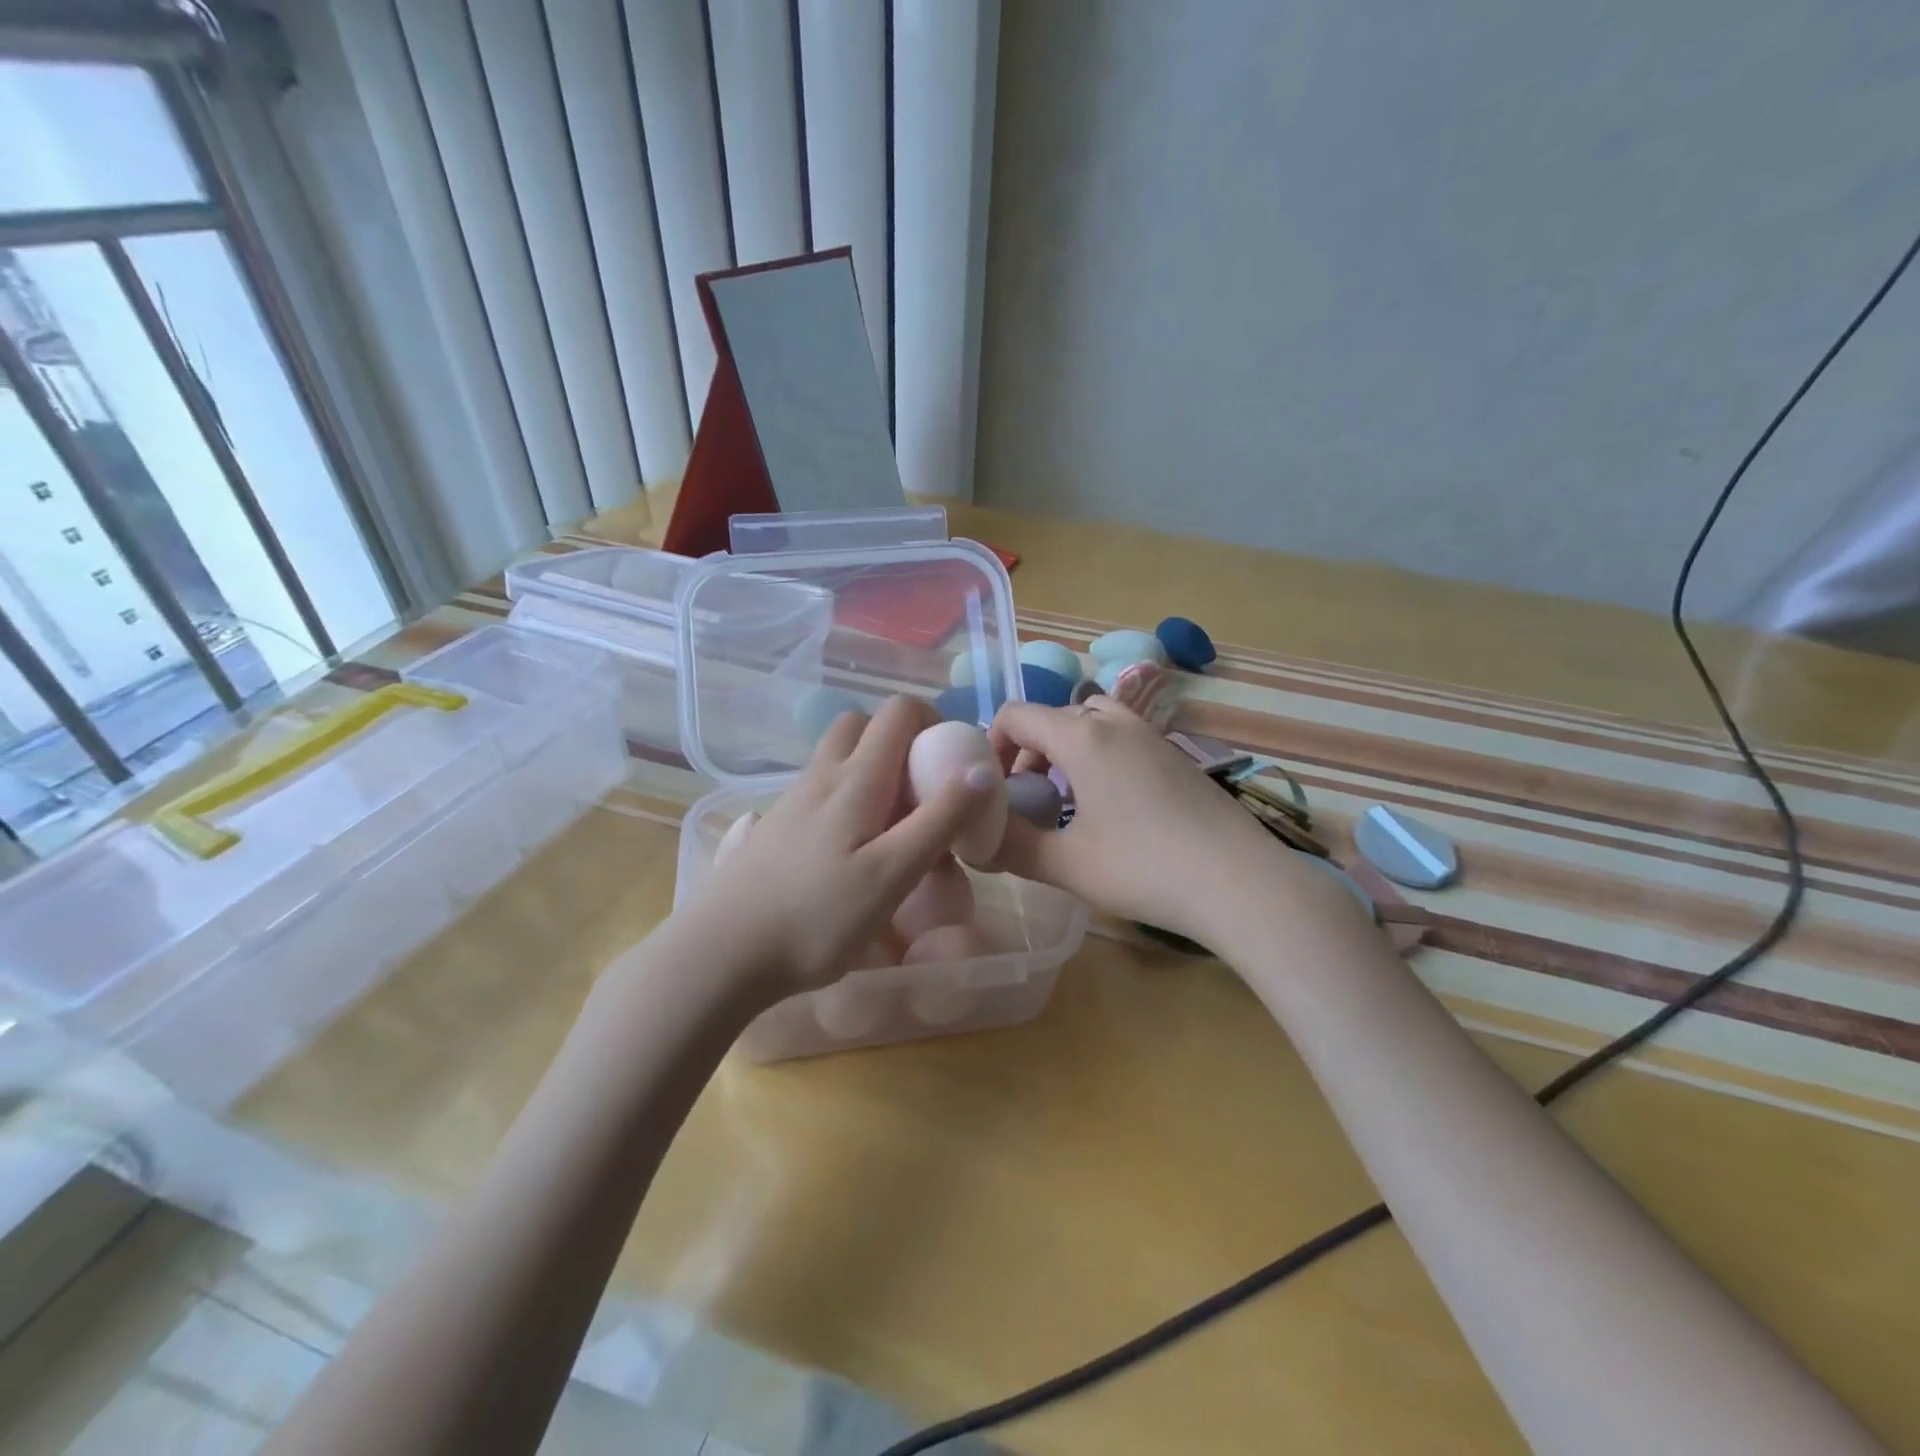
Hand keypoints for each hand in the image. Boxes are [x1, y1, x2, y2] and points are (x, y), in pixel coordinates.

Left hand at [680, 695, 996, 1000]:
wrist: (720, 954)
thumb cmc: (816, 918)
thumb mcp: (892, 874)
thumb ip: (940, 819)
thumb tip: (982, 768)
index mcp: (855, 779)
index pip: (899, 712)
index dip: (933, 722)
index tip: (952, 765)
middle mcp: (821, 776)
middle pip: (862, 724)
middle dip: (900, 742)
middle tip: (921, 791)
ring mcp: (791, 801)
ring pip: (837, 757)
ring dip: (871, 770)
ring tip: (890, 825)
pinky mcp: (774, 828)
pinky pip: (819, 790)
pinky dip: (845, 798)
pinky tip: (849, 850)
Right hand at [989, 698, 1286, 946]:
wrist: (1239, 882)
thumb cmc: (1143, 867)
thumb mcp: (1065, 864)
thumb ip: (1012, 848)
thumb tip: (976, 842)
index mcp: (1082, 736)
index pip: (1016, 715)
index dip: (990, 745)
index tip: (991, 788)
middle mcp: (1116, 723)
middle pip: (1053, 716)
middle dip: (1027, 751)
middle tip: (1025, 799)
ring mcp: (1152, 736)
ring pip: (1092, 721)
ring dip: (1066, 749)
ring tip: (1065, 798)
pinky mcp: (1177, 757)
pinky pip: (1122, 738)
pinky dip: (1099, 757)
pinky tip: (1111, 809)